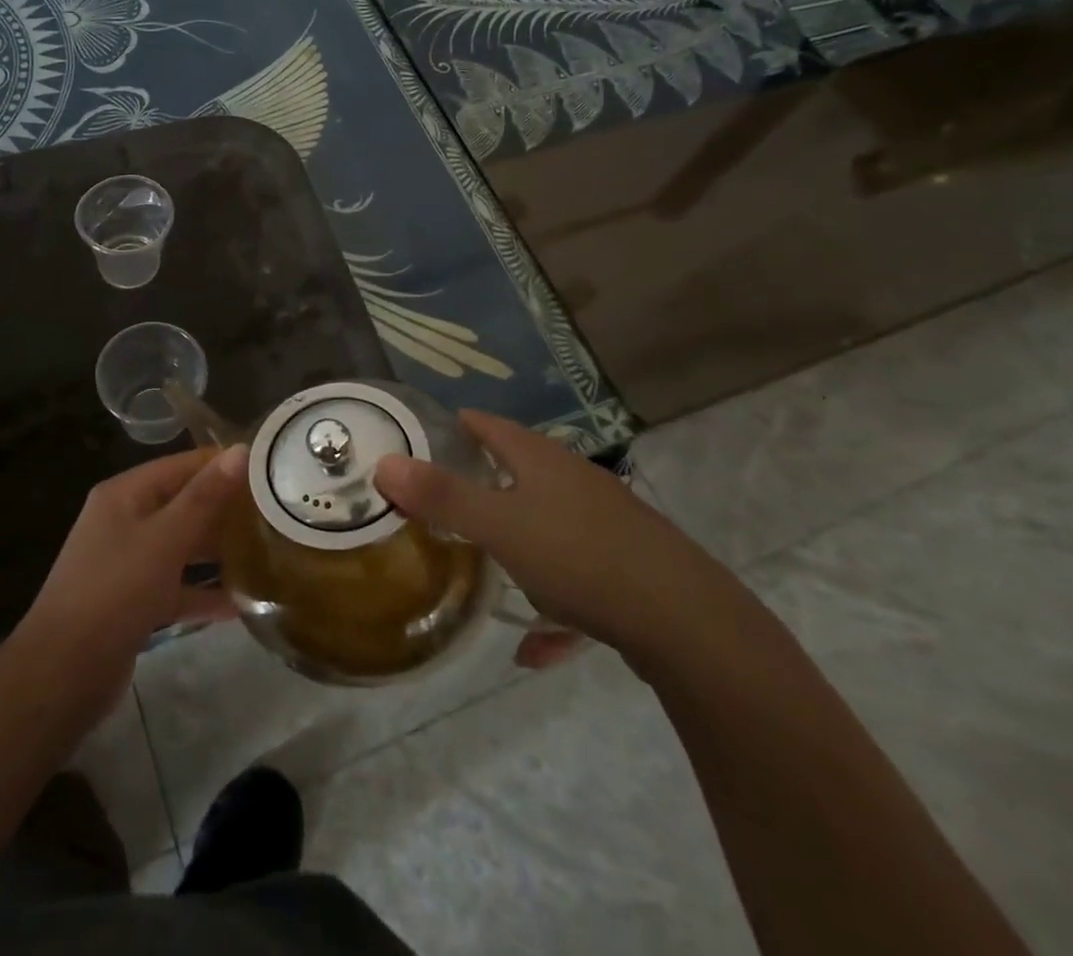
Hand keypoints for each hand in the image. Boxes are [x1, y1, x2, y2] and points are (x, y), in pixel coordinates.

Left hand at [19, 443, 248, 703]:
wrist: (61, 675)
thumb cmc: (114, 592)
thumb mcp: (164, 540)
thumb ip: (204, 497)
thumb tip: (241, 450)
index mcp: (125, 495)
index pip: (181, 465)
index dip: (222, 464)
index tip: (269, 469)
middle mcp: (124, 521)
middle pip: (182, 504)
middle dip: (224, 508)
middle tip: (275, 511)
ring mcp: (128, 563)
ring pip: (181, 546)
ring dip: (217, 550)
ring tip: (266, 550)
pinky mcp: (134, 603)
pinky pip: (177, 587)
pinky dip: (203, 592)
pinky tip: (242, 603)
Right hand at [375, 410, 698, 666]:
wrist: (688, 623)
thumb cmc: (580, 557)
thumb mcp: (500, 526)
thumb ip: (442, 497)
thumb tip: (384, 463)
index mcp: (542, 460)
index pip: (487, 425)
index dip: (452, 426)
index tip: (417, 441)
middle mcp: (574, 482)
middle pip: (517, 472)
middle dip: (478, 485)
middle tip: (436, 506)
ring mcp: (604, 524)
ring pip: (546, 526)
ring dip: (515, 545)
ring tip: (481, 568)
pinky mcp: (627, 568)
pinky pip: (575, 580)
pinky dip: (552, 605)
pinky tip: (535, 647)